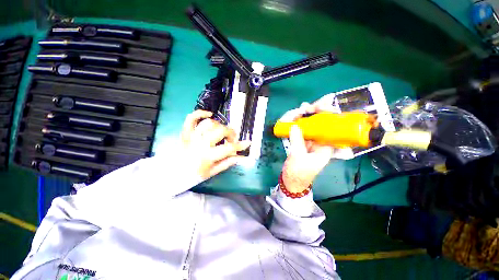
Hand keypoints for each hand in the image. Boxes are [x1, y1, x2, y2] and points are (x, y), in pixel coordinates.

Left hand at [181, 110, 249, 179]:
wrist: (173, 173)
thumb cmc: (194, 174)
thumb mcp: (212, 172)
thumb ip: (227, 163)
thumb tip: (240, 157)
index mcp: (207, 155)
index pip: (228, 148)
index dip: (240, 145)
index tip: (247, 143)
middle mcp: (200, 143)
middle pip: (220, 131)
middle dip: (231, 134)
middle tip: (232, 139)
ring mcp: (192, 136)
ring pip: (210, 123)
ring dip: (219, 126)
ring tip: (221, 132)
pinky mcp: (185, 132)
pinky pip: (192, 118)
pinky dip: (201, 113)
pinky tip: (210, 115)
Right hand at [281, 103, 334, 192]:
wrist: (292, 182)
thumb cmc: (299, 173)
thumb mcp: (298, 158)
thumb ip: (297, 141)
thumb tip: (294, 126)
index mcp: (326, 147)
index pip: (332, 127)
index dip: (329, 115)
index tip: (321, 106)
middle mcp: (321, 142)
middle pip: (322, 124)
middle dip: (315, 113)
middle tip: (306, 107)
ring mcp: (311, 142)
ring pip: (311, 125)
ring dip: (305, 117)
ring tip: (299, 110)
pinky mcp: (302, 142)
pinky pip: (301, 130)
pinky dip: (297, 123)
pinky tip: (294, 117)